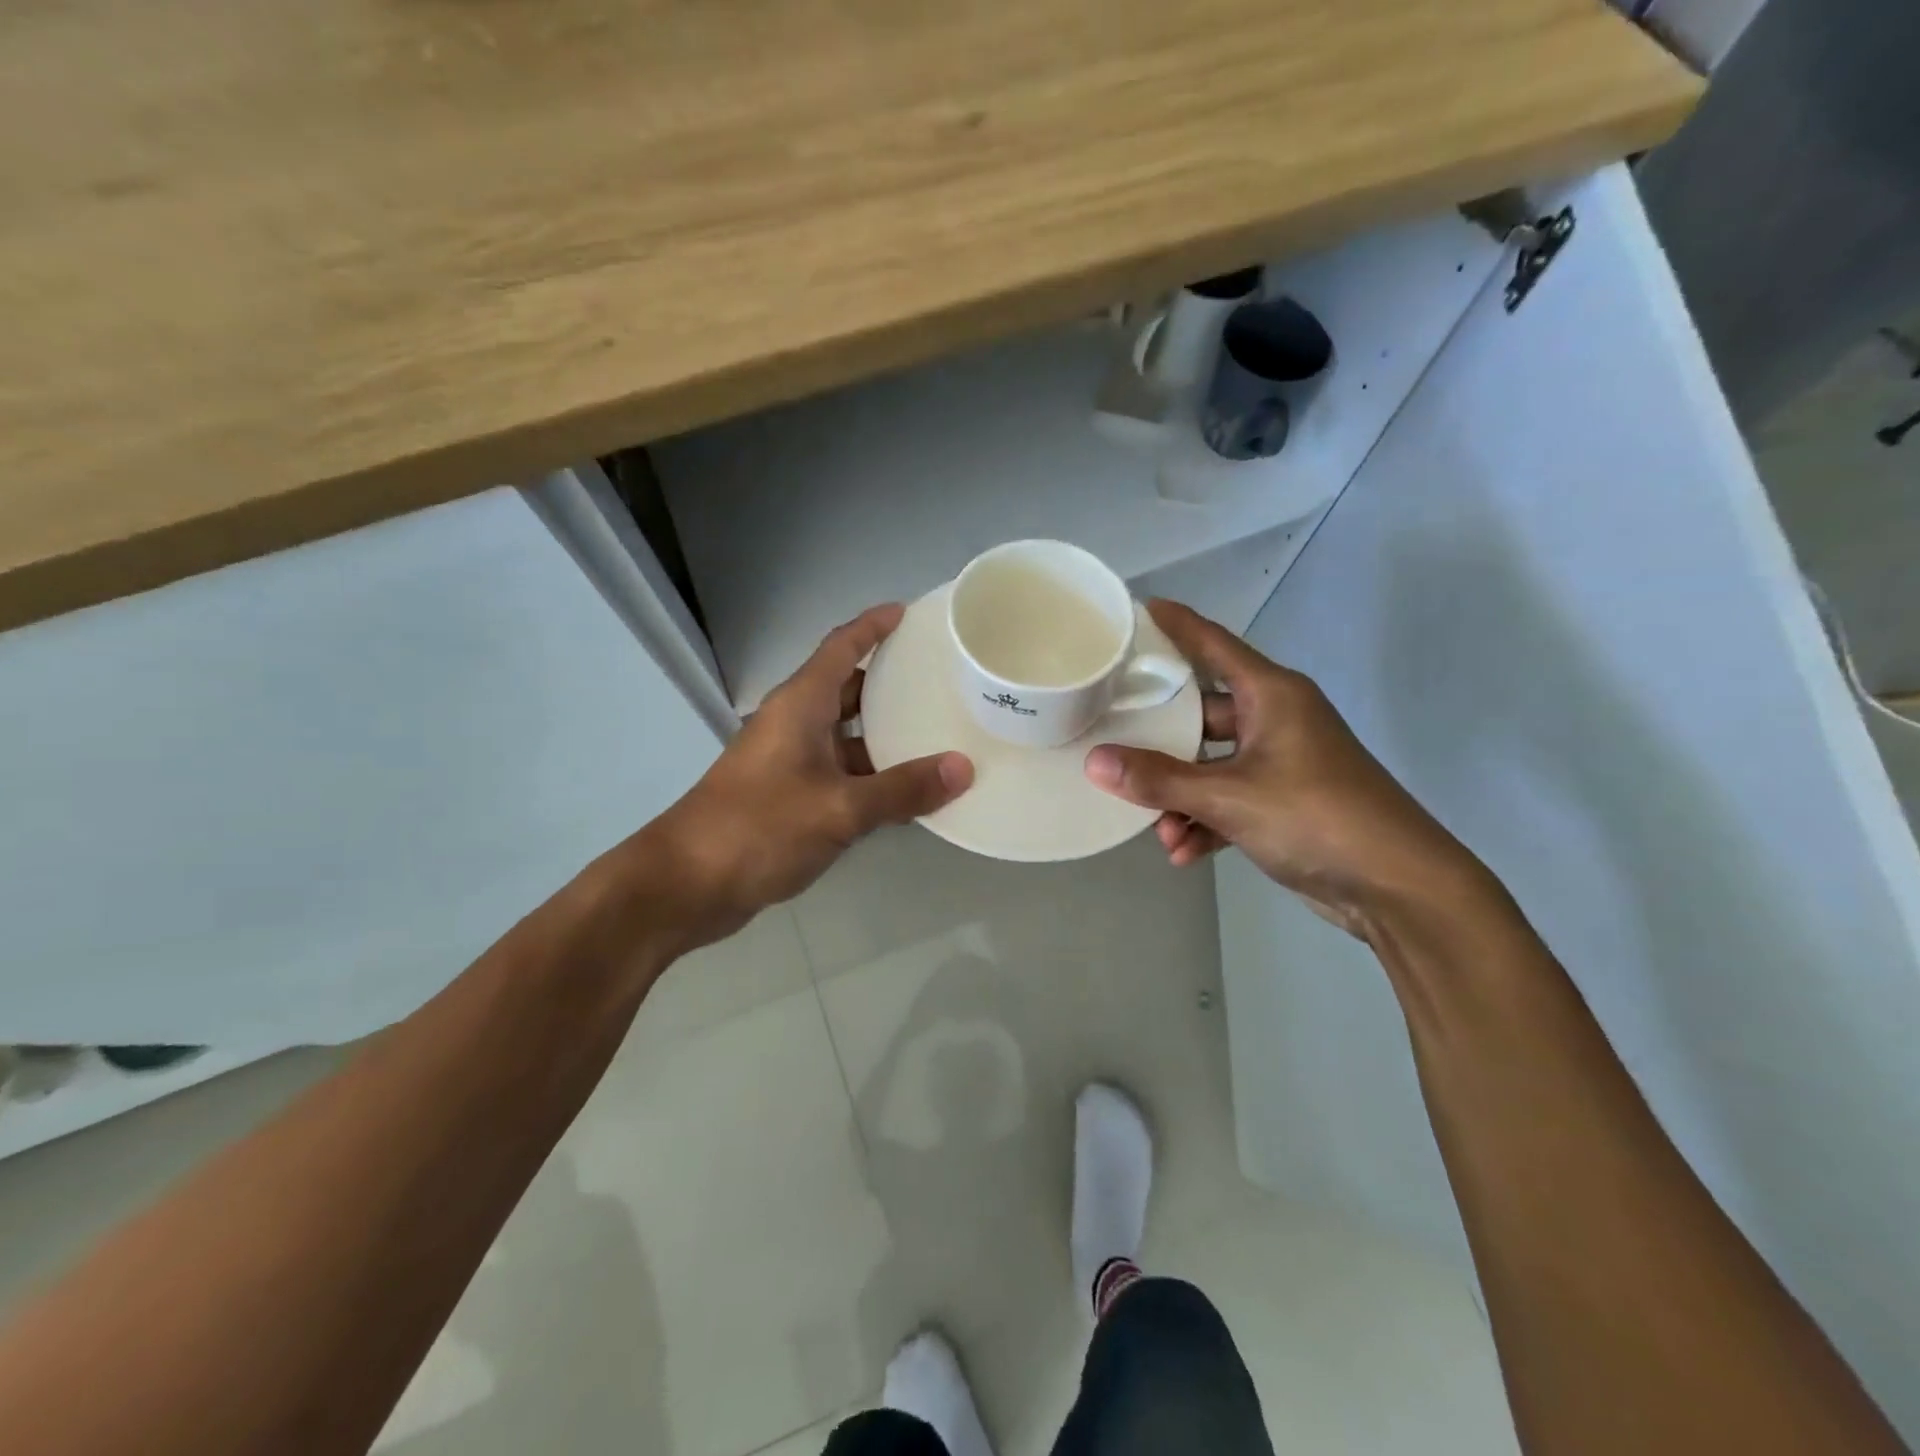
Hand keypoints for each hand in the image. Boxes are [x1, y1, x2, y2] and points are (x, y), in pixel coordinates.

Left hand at [644, 605, 972, 946]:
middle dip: (890, 682)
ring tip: (939, 734)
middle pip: (848, 689)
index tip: (908, 613)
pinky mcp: (788, 796)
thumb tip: (963, 768)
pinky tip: (907, 792)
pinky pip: (840, 773)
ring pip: (846, 736)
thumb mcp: (839, 808)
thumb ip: (902, 789)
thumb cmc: (760, 827)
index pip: (841, 648)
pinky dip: (872, 776)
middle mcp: (794, 724)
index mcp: (801, 705)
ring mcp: (789, 761)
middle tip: (942, 680)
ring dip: (886, 736)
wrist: (688, 883)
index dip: (873, 626)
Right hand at [1082, 599, 1489, 937]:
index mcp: (1271, 694)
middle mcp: (1276, 718)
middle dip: (1160, 739)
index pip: (1213, 643)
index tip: (1135, 609)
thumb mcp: (1229, 797)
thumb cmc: (1316, 817)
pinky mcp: (1286, 802)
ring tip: (1156, 828)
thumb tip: (1094, 762)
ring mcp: (1282, 761)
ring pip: (1212, 764)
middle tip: (1112, 738)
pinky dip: (1205, 821)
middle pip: (1201, 712)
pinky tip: (1182, 852)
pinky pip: (1230, 799)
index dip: (1175, 624)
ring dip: (1181, 795)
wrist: (1398, 887)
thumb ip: (1159, 780)